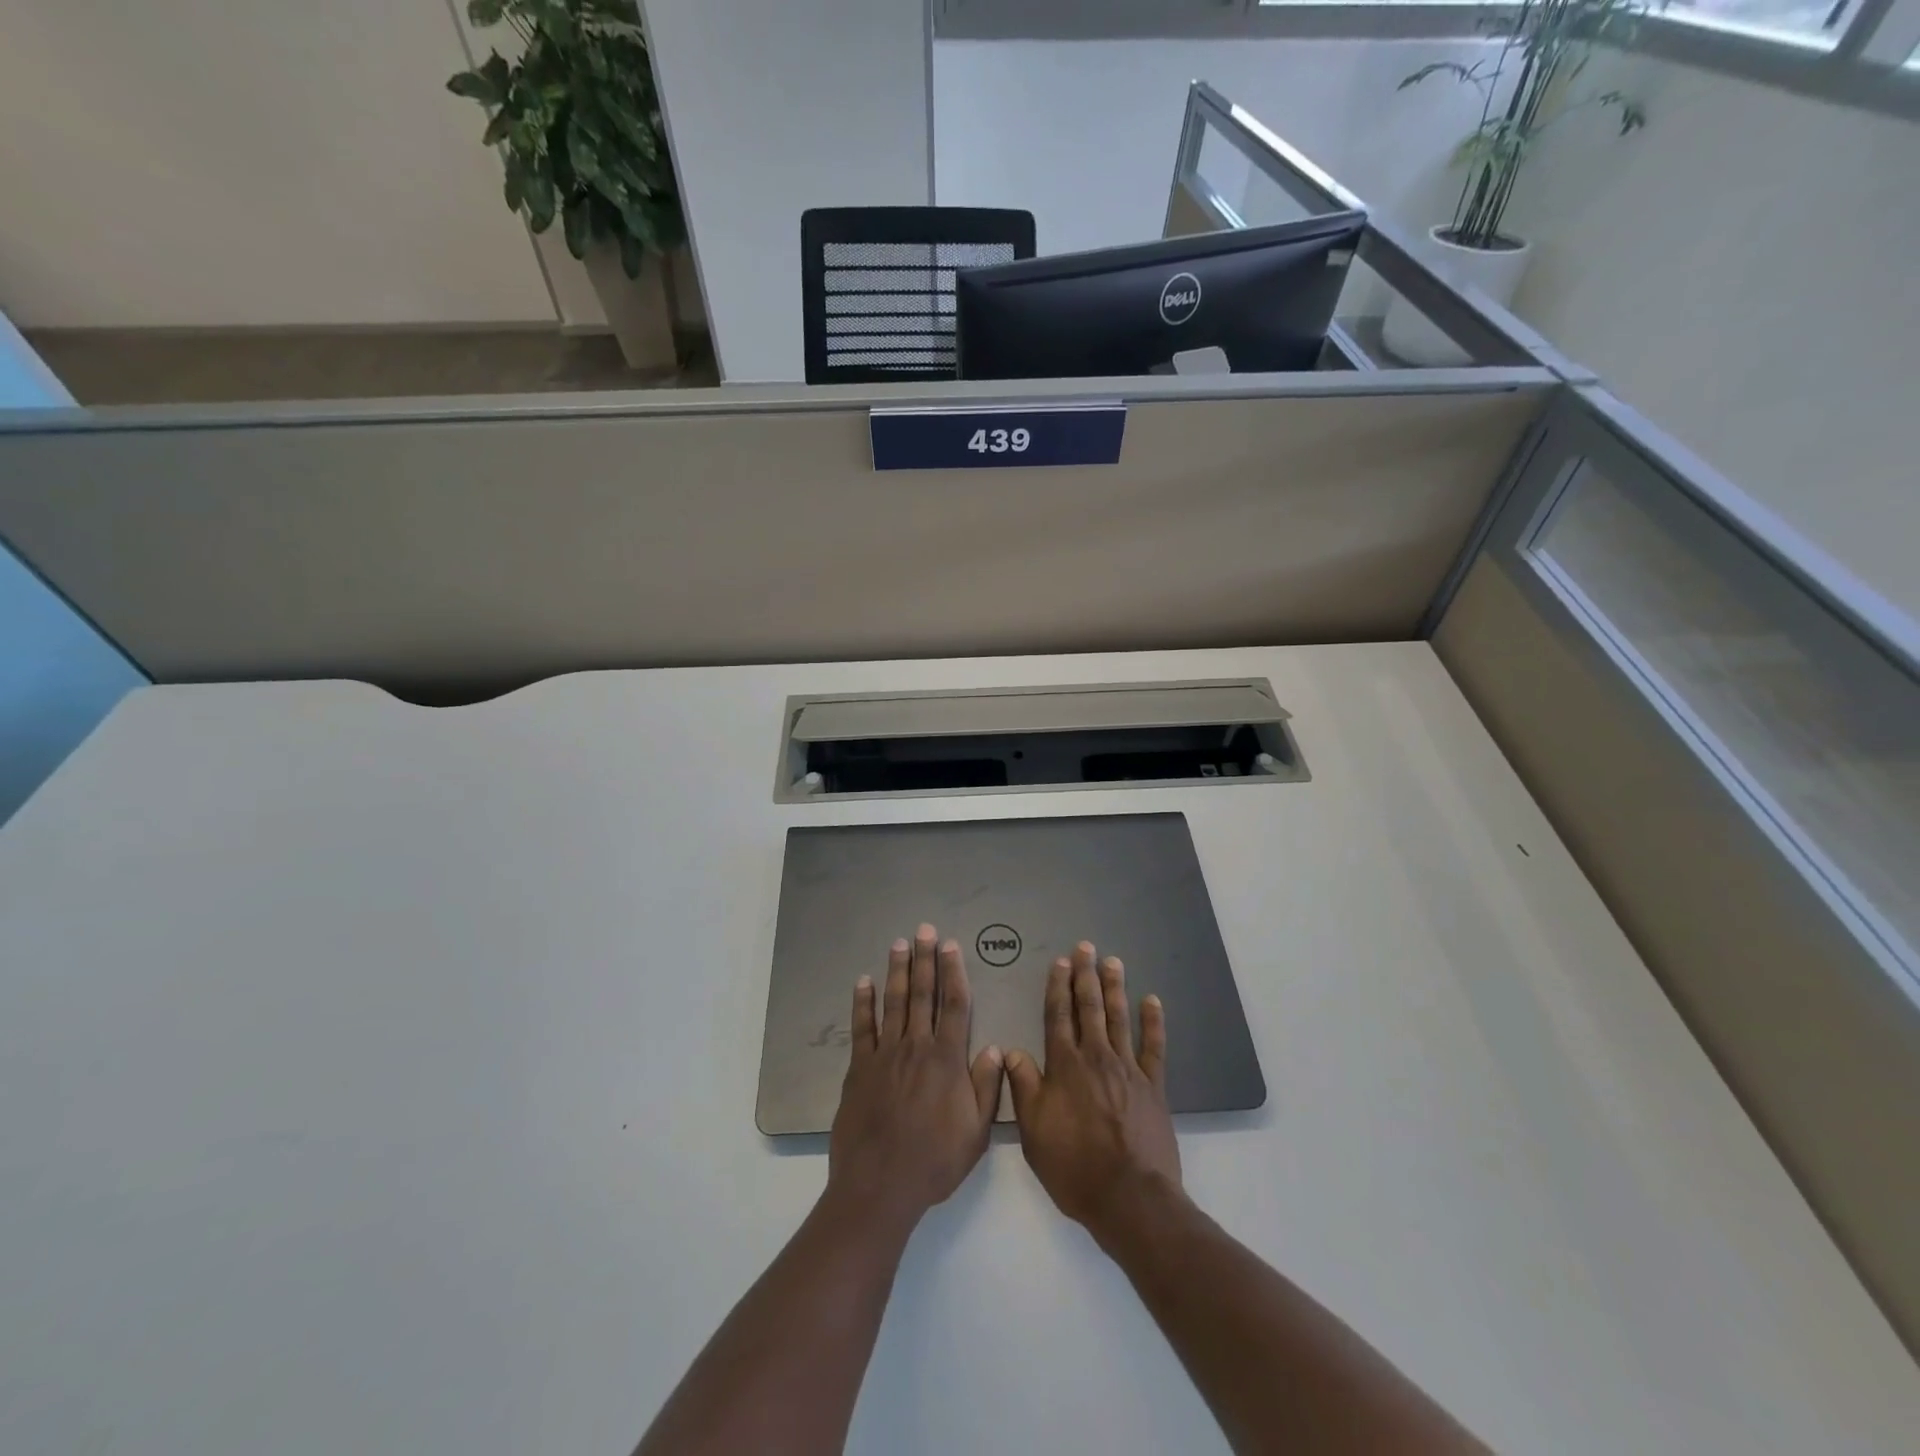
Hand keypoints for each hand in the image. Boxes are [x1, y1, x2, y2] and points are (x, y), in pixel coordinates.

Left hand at [827, 924, 1002, 1232]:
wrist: (879, 1185)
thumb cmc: (933, 1161)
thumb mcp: (975, 1133)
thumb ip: (986, 1087)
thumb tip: (994, 1048)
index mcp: (947, 1060)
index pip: (955, 1005)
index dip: (954, 972)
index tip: (951, 946)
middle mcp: (916, 1047)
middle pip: (922, 994)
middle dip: (925, 959)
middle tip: (924, 930)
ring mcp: (885, 1055)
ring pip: (893, 1002)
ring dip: (897, 971)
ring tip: (899, 944)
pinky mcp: (859, 1068)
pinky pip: (862, 1028)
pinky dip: (862, 1003)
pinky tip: (864, 982)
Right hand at [1005, 941, 1181, 1243]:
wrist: (1129, 1197)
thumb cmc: (1074, 1166)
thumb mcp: (1033, 1131)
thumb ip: (1023, 1086)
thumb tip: (1010, 1050)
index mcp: (1064, 1066)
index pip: (1058, 1015)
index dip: (1058, 987)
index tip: (1060, 962)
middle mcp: (1095, 1057)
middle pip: (1089, 1007)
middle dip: (1086, 975)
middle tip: (1086, 947)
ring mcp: (1128, 1069)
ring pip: (1119, 1018)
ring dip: (1115, 988)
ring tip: (1113, 962)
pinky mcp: (1153, 1086)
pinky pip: (1154, 1047)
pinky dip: (1153, 1022)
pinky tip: (1152, 1001)